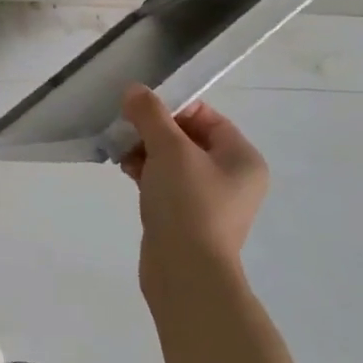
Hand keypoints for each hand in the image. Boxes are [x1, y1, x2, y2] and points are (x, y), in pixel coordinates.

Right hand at [119, 85, 267, 297]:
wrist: (186, 273)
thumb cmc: (187, 204)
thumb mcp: (169, 150)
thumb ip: (151, 114)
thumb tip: (135, 90)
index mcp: (242, 157)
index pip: (206, 116)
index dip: (172, 108)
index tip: (140, 110)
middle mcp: (233, 177)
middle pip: (187, 137)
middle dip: (152, 131)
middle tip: (125, 132)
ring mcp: (210, 199)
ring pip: (173, 161)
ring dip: (145, 151)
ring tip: (121, 154)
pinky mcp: (188, 217)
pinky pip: (166, 183)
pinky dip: (146, 174)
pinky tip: (125, 172)